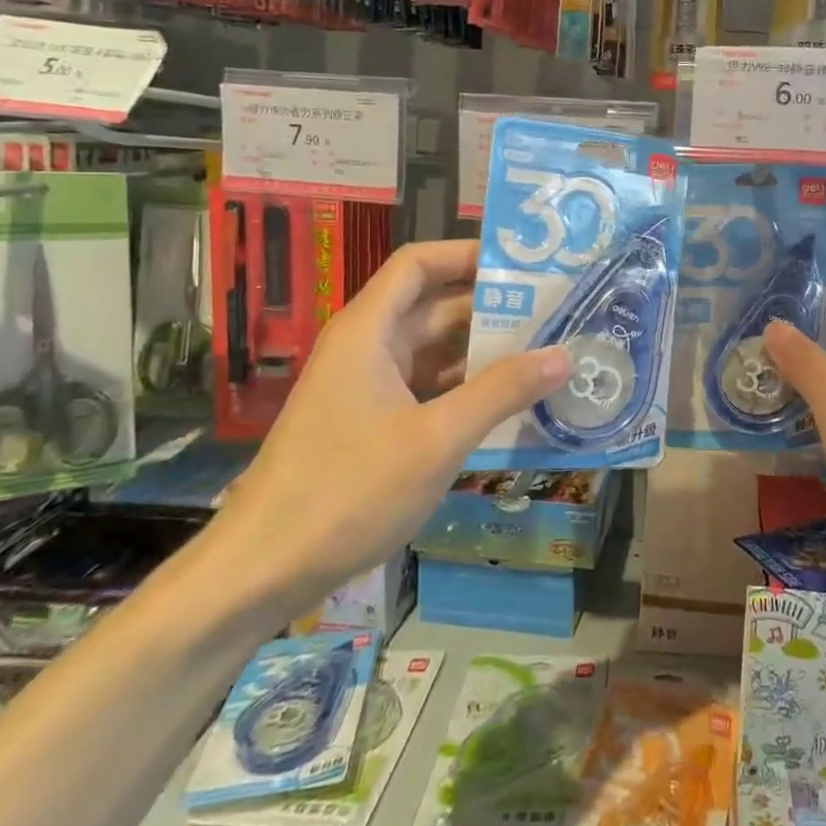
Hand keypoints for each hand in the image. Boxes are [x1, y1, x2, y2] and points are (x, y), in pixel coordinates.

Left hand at [207, 240, 571, 618]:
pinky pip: (426, 390)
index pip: (419, 264)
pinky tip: (508, 406)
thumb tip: (563, 354)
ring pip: (433, 353)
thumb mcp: (436, 439)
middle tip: (555, 315)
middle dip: (492, 309)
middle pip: (434, 307)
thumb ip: (501, 392)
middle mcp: (367, 349)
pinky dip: (464, 391)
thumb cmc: (347, 491)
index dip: (468, 255)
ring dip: (483, 353)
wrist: (262, 570)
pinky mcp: (370, 425)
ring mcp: (367, 389)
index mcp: (369, 331)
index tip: (523, 266)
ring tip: (545, 355)